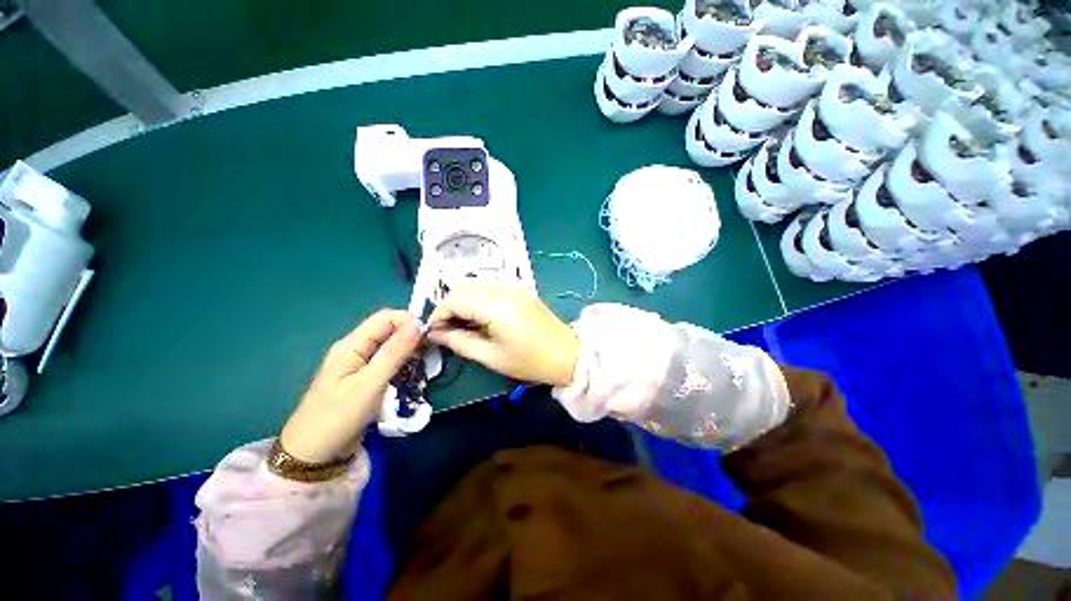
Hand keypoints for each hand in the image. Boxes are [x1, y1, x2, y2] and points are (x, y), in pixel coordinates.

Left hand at [280, 310, 419, 463]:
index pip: (387, 317)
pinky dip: (403, 365)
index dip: (410, 322)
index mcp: (352, 344)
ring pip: (392, 346)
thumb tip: (417, 324)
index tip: (428, 340)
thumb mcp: (369, 384)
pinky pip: (389, 362)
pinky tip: (412, 376)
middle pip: (390, 330)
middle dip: (412, 337)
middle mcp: (356, 348)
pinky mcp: (365, 378)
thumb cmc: (338, 418)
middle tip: (428, 355)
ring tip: (423, 367)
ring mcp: (360, 364)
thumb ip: (394, 352)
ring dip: (409, 352)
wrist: (313, 456)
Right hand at [427, 281, 578, 386]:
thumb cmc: (529, 361)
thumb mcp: (490, 356)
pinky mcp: (520, 288)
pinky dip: (478, 298)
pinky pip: (490, 287)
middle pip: (464, 288)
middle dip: (450, 307)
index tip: (434, 333)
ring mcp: (513, 286)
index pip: (455, 299)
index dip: (439, 315)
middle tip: (447, 330)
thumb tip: (436, 334)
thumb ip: (459, 342)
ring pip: (476, 285)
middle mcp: (503, 288)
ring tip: (462, 324)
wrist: (567, 354)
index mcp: (495, 305)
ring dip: (463, 301)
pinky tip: (480, 316)